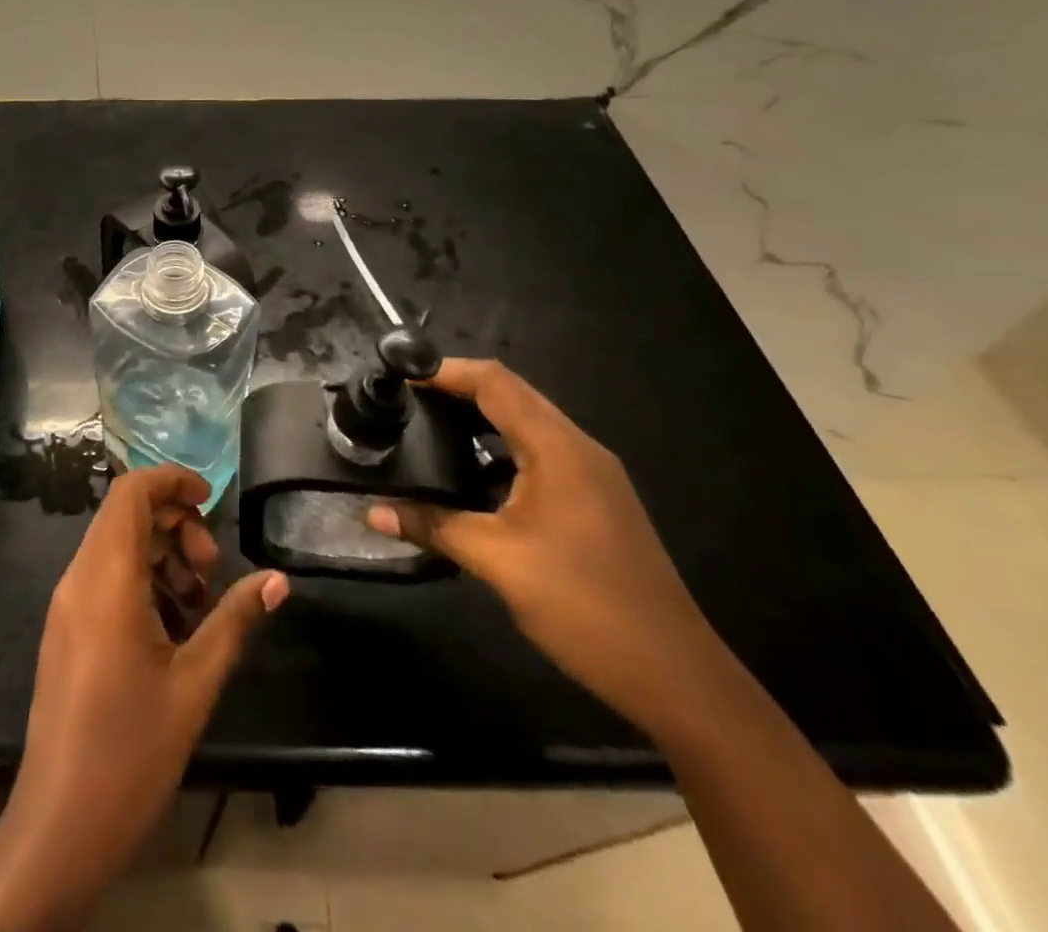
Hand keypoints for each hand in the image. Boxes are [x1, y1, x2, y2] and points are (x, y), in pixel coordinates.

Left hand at [0, 466, 288, 931]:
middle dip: (176, 524)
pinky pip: (105, 577)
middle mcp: (79, 578)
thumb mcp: (195, 683)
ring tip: (199, 602)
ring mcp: (67, 604)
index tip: (212, 501)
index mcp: (106, 578)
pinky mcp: (66, 629)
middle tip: (211, 568)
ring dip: (162, 555)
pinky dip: (142, 580)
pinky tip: (174, 626)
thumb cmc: (130, 751)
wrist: (58, 825)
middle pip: (126, 515)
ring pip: (117, 546)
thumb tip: (278, 579)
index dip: (171, 480)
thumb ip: (235, 620)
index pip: (130, 492)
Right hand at [366, 359, 724, 736]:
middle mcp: (580, 448)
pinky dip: (501, 446)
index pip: (496, 383)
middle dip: (460, 387)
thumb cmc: (583, 605)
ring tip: (430, 425)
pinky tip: (472, 472)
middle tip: (408, 397)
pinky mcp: (595, 500)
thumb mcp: (496, 561)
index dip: (447, 371)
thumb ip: (432, 525)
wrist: (675, 676)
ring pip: (529, 422)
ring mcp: (593, 475)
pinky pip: (541, 451)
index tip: (400, 375)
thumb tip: (372, 511)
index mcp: (559, 449)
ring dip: (481, 416)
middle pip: (513, 393)